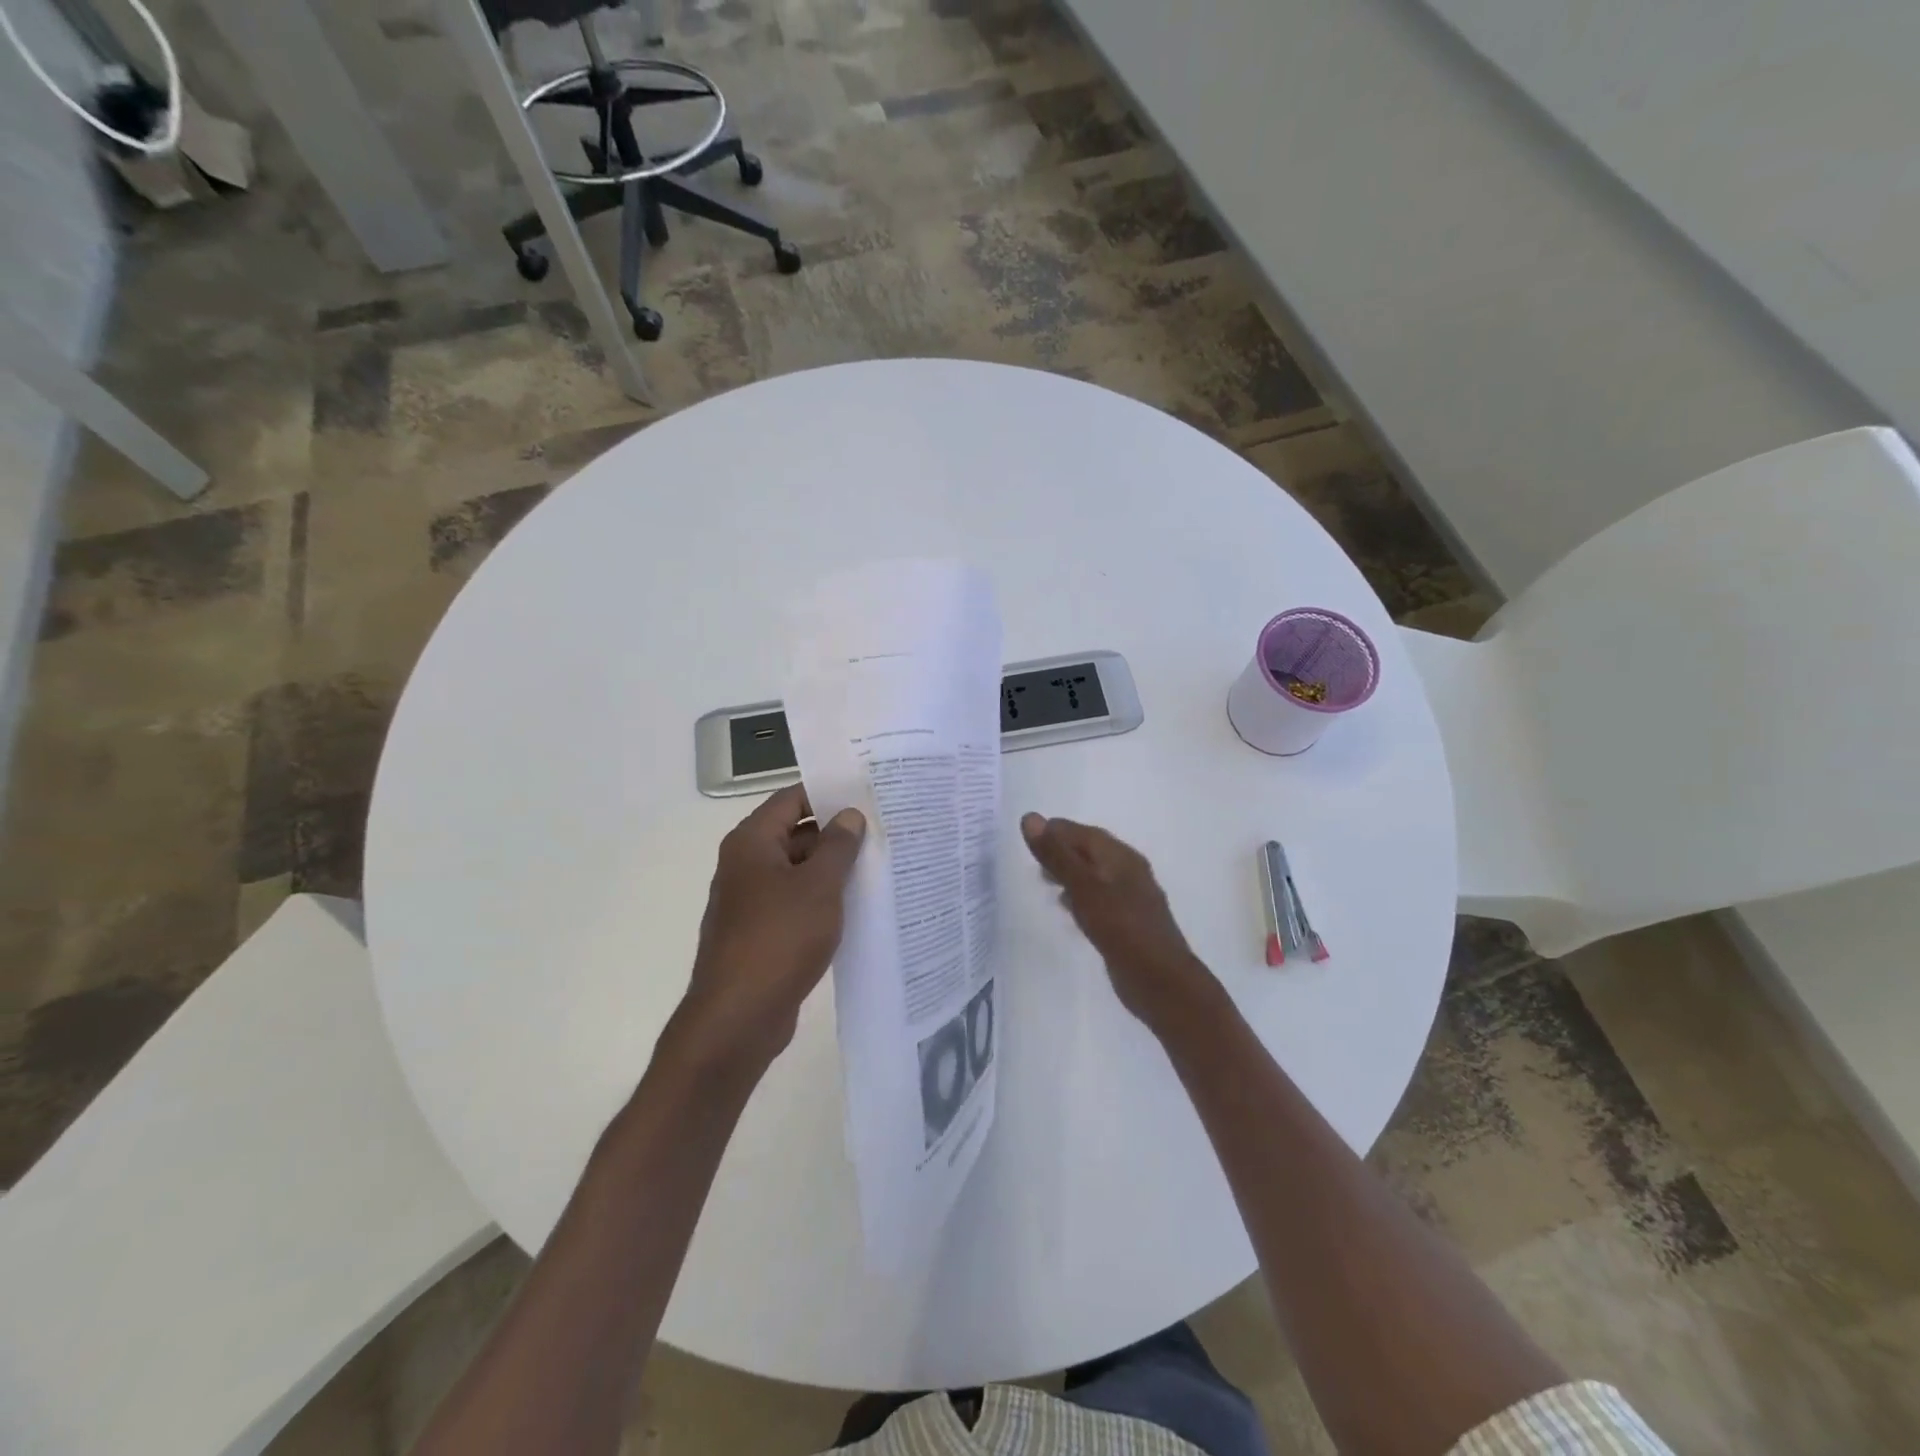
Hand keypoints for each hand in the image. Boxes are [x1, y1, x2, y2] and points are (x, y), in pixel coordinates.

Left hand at [674, 785, 866, 1077]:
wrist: (738, 1017)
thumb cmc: (780, 938)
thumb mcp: (819, 885)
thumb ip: (838, 846)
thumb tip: (849, 815)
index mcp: (751, 843)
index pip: (792, 799)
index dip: (828, 793)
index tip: (867, 794)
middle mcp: (745, 865)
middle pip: (795, 834)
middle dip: (837, 834)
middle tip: (883, 831)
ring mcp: (751, 901)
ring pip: (798, 871)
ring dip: (832, 869)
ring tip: (880, 866)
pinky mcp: (761, 933)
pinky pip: (796, 903)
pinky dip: (822, 900)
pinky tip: (857, 907)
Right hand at [1020, 813, 1216, 1028]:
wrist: (1161, 982)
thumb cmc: (1121, 928)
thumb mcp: (1083, 888)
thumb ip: (1056, 855)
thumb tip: (1030, 817)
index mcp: (1120, 856)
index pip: (1082, 832)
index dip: (1055, 831)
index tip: (1027, 836)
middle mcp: (1128, 871)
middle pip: (1090, 851)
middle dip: (1062, 851)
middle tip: (1032, 858)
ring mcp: (1130, 898)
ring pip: (1094, 875)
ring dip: (1070, 873)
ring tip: (1044, 880)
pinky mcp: (1127, 922)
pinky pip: (1098, 898)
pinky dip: (1080, 895)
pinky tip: (1068, 908)